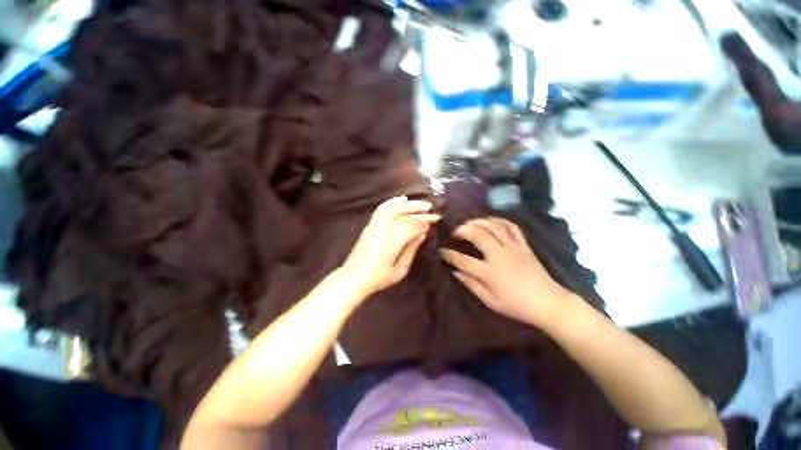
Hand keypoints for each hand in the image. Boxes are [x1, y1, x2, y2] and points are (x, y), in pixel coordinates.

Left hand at [341, 196, 439, 297]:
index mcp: (391, 242)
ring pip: (393, 208)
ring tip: (421, 203)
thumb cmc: (379, 278)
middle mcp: (383, 229)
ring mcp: (374, 225)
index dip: (424, 222)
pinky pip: (382, 209)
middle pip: (403, 214)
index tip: (434, 221)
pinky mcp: (370, 225)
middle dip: (419, 211)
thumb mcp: (400, 270)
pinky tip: (402, 199)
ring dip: (408, 204)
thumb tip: (423, 234)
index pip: (411, 225)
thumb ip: (412, 250)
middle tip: (431, 210)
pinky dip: (393, 202)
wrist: (354, 277)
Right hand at [440, 217, 570, 326]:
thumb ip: (471, 284)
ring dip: (478, 222)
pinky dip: (499, 220)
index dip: (449, 255)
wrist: (548, 302)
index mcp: (490, 272)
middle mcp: (499, 255)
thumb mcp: (490, 301)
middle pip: (477, 234)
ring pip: (493, 226)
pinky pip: (511, 227)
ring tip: (469, 224)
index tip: (441, 251)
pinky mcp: (523, 244)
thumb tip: (455, 272)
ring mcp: (512, 247)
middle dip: (462, 230)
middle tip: (455, 232)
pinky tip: (491, 221)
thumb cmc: (517, 305)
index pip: (463, 260)